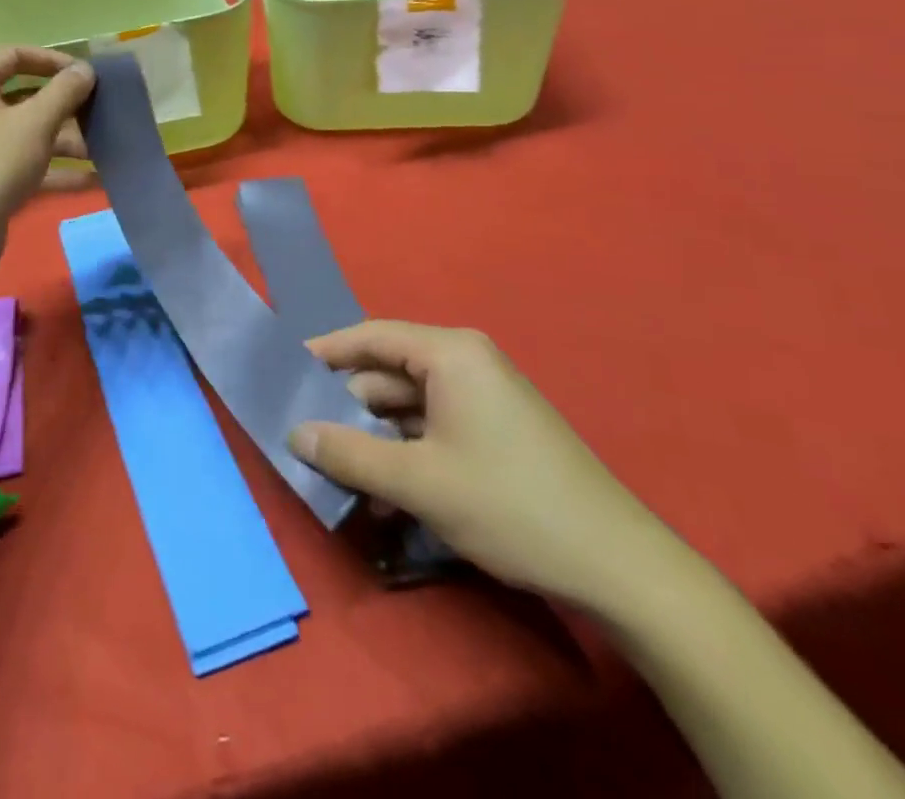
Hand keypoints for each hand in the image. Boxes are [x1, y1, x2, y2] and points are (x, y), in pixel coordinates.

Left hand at [0, 47, 95, 276]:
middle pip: (26, 96)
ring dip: (68, 140)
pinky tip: (97, 179)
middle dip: (66, 105)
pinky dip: (59, 169)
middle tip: (100, 109)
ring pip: (31, 133)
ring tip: (105, 147)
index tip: (84, 73)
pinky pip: (31, 164)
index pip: (14, 55)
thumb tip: (85, 69)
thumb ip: (64, 92)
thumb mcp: (36, 122)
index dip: (51, 59)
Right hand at [290, 323, 682, 615]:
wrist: (619, 568)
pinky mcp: (495, 432)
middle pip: (387, 373)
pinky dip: (406, 455)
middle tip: (305, 437)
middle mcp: (465, 363)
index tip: (284, 375)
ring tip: (340, 476)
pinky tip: (386, 498)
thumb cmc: (510, 505)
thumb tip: (293, 434)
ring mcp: (483, 398)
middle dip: (347, 409)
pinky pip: (434, 429)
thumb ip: (348, 455)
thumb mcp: (418, 482)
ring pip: (408, 407)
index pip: (369, 336)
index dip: (324, 354)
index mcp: (449, 353)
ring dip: (375, 440)